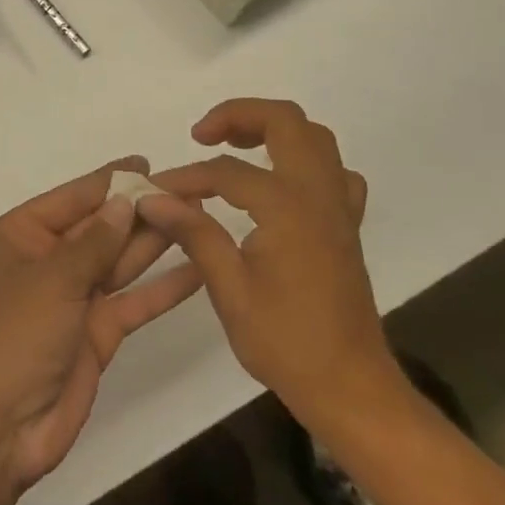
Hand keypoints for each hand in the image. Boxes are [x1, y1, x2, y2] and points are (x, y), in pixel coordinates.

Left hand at [0, 160, 203, 488]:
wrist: (2, 428)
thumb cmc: (15, 335)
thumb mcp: (53, 279)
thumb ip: (95, 242)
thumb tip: (124, 201)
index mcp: (20, 235)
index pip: (71, 199)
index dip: (108, 181)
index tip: (145, 162)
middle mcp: (46, 260)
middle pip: (99, 228)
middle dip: (138, 211)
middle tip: (185, 189)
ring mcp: (73, 297)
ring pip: (119, 261)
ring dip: (154, 242)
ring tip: (197, 218)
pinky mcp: (96, 332)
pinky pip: (132, 301)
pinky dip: (161, 289)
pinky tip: (197, 271)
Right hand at [139, 98, 402, 429]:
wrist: (352, 389)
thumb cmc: (287, 343)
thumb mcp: (230, 289)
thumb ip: (194, 233)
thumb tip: (153, 198)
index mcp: (287, 207)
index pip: (226, 171)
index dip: (186, 178)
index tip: (156, 192)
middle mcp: (317, 194)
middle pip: (285, 122)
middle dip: (239, 115)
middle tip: (202, 134)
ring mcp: (338, 208)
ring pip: (314, 137)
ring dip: (272, 129)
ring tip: (233, 145)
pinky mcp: (346, 225)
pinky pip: (334, 171)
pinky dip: (304, 160)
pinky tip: (279, 181)